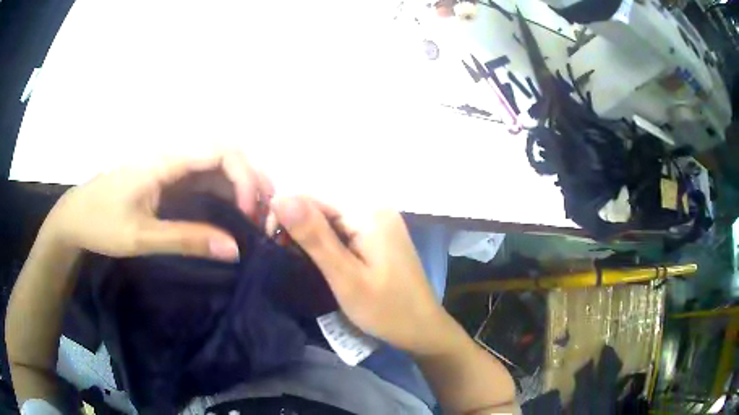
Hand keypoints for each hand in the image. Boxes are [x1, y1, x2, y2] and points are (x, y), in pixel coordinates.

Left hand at [42, 151, 272, 260]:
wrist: (75, 218)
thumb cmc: (101, 224)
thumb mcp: (141, 237)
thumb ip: (187, 240)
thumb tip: (234, 249)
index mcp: (164, 161)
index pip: (219, 152)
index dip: (244, 176)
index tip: (249, 213)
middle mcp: (172, 157)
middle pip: (225, 153)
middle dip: (251, 178)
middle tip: (265, 213)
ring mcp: (170, 168)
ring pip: (216, 166)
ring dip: (240, 186)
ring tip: (255, 216)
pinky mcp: (167, 181)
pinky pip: (203, 181)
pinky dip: (224, 194)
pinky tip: (232, 214)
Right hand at [271, 196, 454, 354]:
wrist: (422, 328)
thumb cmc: (386, 309)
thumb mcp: (345, 276)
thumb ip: (313, 236)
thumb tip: (280, 197)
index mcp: (368, 212)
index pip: (313, 197)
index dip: (285, 214)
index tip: (270, 242)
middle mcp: (375, 208)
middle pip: (323, 206)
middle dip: (298, 227)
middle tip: (283, 257)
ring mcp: (379, 221)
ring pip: (331, 218)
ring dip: (311, 237)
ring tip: (298, 261)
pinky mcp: (379, 236)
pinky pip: (345, 229)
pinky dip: (328, 243)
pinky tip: (320, 261)